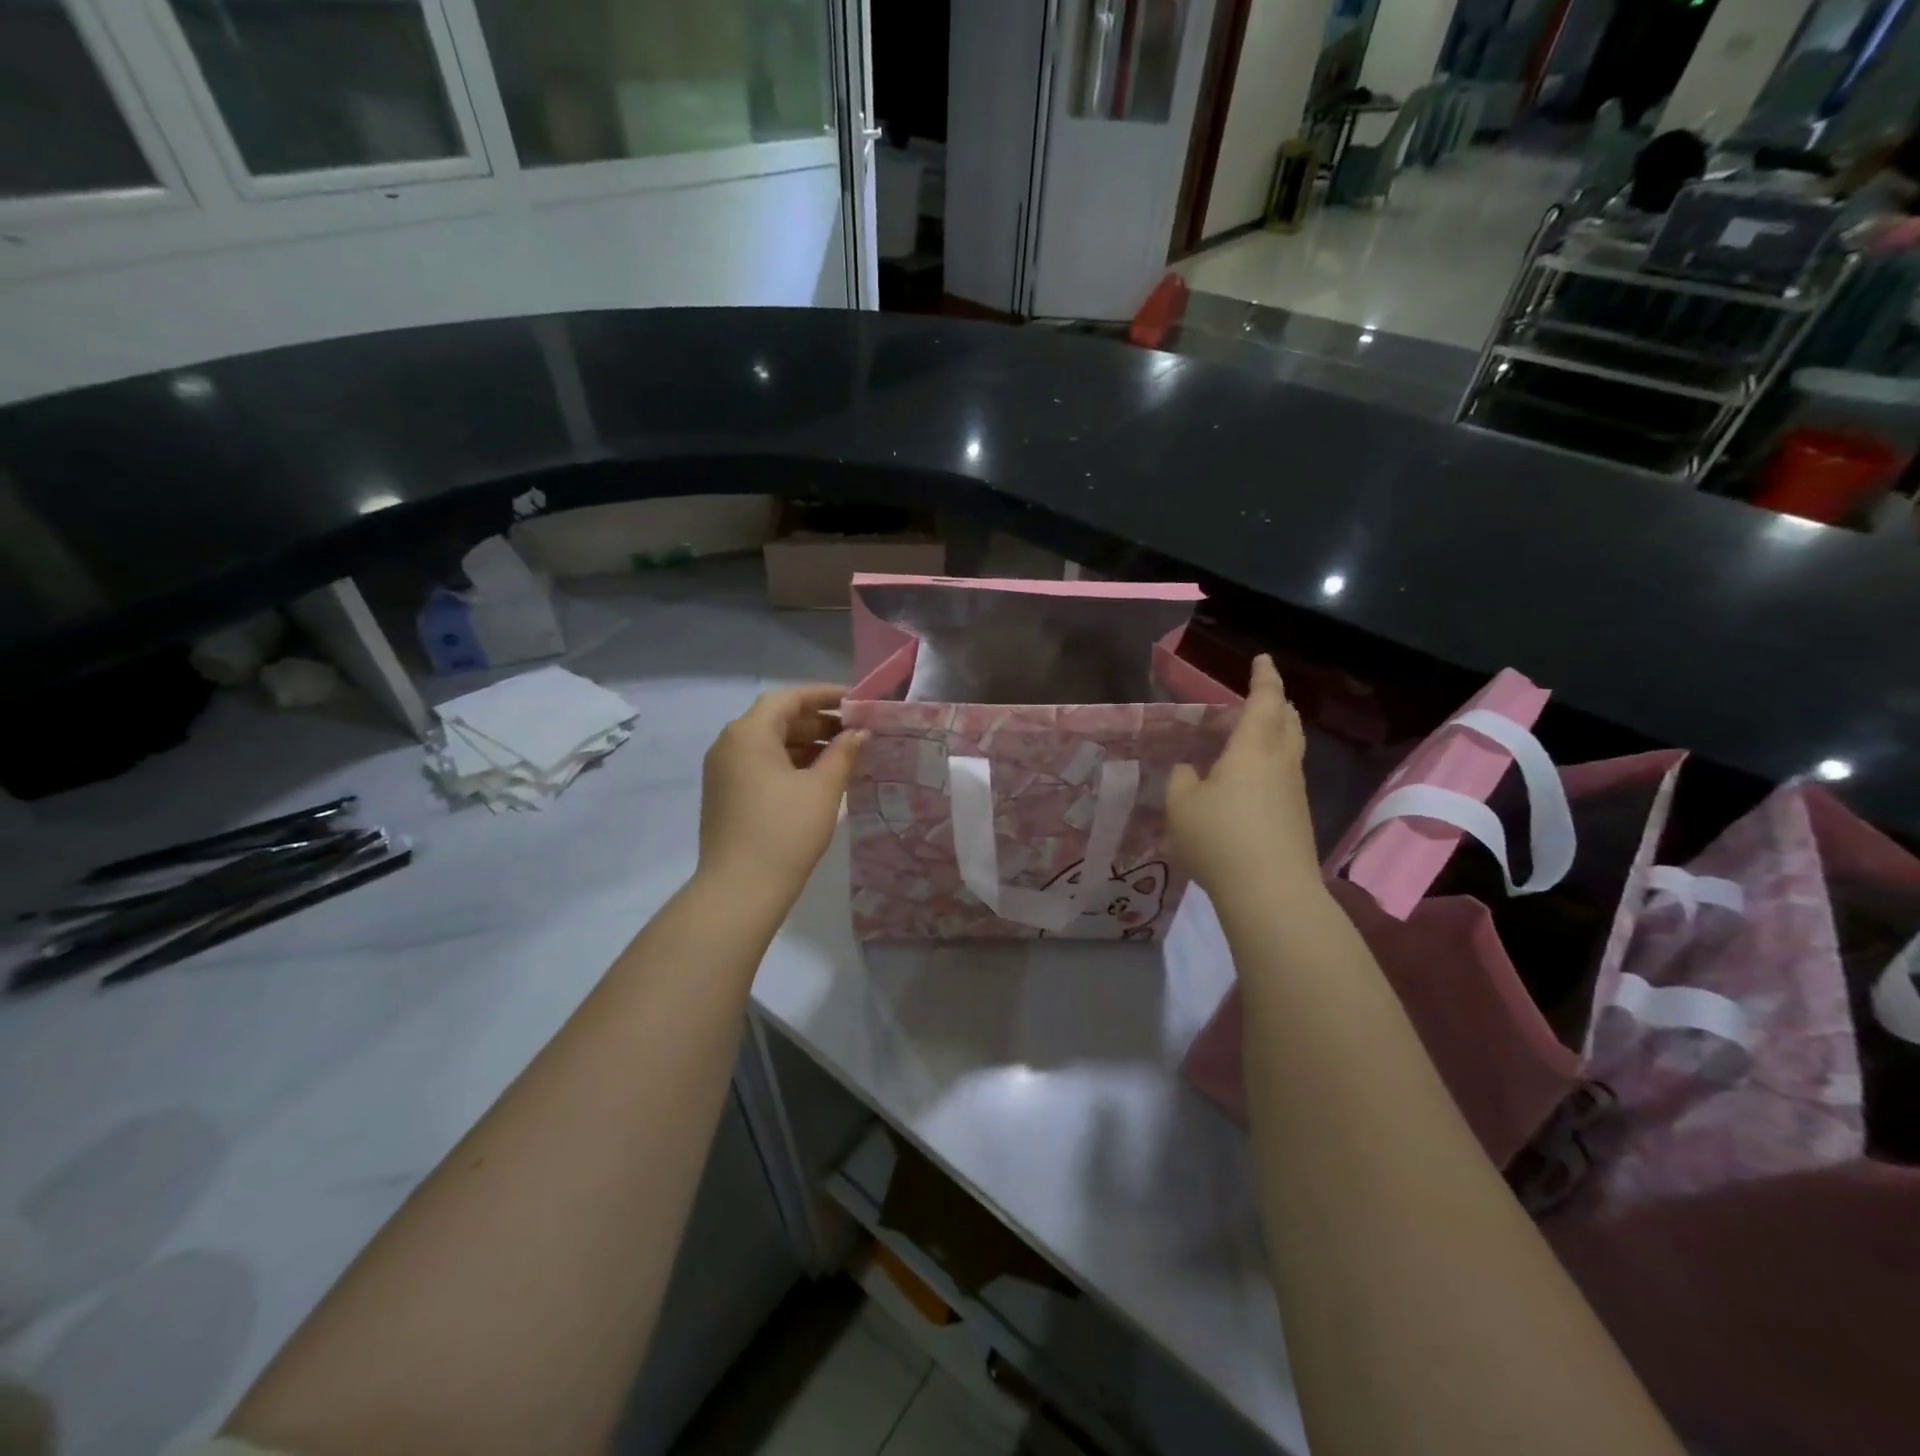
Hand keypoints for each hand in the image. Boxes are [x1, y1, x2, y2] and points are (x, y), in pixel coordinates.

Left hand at [698, 685, 865, 900]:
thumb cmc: (785, 831)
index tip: (856, 701)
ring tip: (846, 755)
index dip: (824, 695)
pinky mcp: (726, 794)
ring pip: (770, 744)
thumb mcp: (823, 789)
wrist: (739, 890)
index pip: (789, 698)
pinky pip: (761, 766)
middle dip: (818, 722)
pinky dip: (791, 764)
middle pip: (777, 719)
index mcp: (748, 733)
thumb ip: (844, 753)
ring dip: (807, 745)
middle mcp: (730, 744)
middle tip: (857, 731)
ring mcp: (724, 771)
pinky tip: (820, 777)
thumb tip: (860, 732)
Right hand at [1166, 655, 1319, 902]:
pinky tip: (1252, 783)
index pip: (1263, 701)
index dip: (1263, 677)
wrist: (1271, 892)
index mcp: (1253, 749)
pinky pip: (1286, 777)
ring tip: (1254, 736)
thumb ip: (1181, 781)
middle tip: (1261, 696)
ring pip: (1290, 750)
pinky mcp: (1297, 820)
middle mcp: (1280, 763)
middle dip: (1276, 704)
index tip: (1262, 659)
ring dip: (1276, 735)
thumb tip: (1190, 771)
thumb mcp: (1182, 806)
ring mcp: (1294, 793)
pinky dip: (1272, 765)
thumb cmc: (1220, 838)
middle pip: (1287, 722)